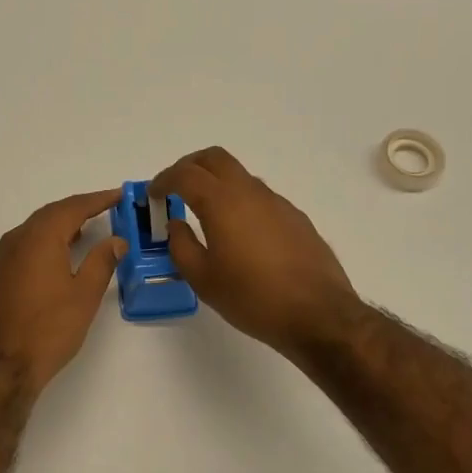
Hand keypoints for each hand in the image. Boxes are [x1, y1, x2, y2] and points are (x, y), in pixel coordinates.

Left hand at [0, 190, 125, 395]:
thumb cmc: (48, 330)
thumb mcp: (84, 296)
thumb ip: (101, 262)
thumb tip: (116, 241)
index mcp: (39, 237)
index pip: (73, 207)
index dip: (98, 200)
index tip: (117, 195)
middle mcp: (15, 240)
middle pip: (50, 215)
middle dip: (77, 210)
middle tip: (102, 210)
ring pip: (32, 232)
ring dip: (58, 228)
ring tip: (82, 233)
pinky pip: (20, 249)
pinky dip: (41, 246)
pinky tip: (53, 261)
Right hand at [151, 147, 363, 360]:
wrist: (318, 314)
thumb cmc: (252, 298)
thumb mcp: (203, 279)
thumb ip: (181, 246)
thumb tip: (176, 225)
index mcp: (222, 203)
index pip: (185, 174)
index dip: (164, 179)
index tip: (153, 195)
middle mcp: (250, 192)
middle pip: (215, 158)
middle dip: (190, 166)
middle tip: (175, 188)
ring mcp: (277, 203)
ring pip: (240, 176)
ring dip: (217, 184)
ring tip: (205, 213)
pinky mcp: (295, 218)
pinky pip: (260, 197)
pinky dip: (240, 201)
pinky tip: (239, 234)